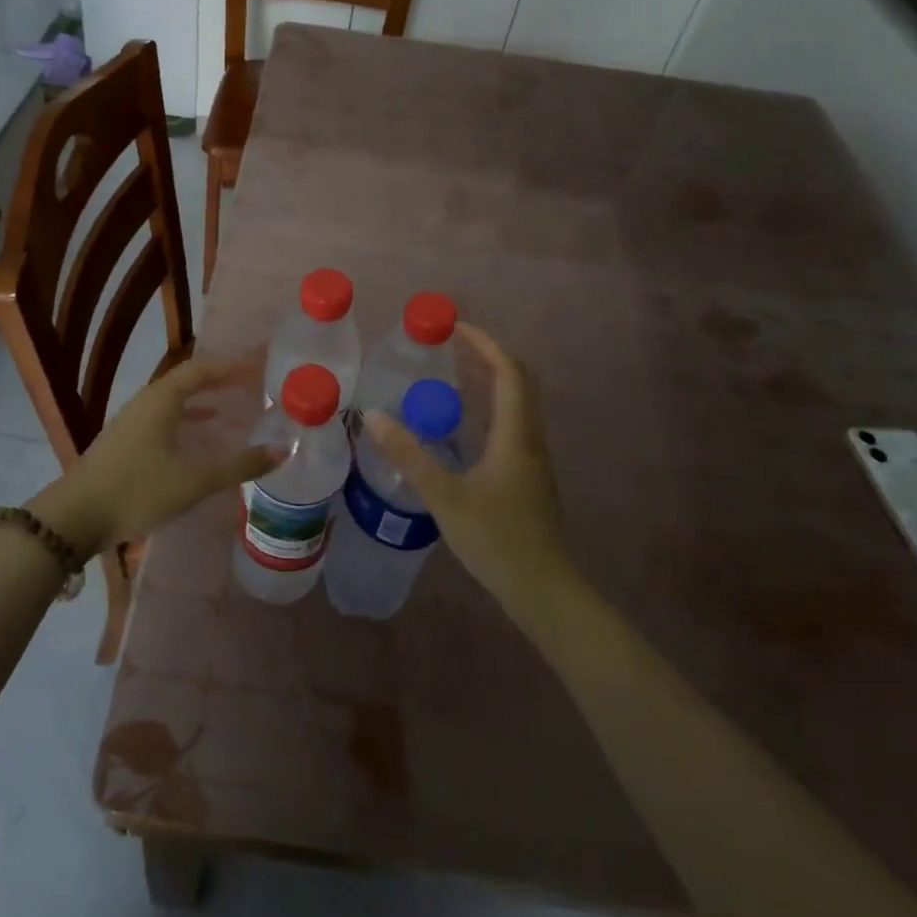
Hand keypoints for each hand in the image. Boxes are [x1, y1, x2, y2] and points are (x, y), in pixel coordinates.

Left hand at [36, 355, 279, 555]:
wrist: (75, 518)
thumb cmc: (138, 490)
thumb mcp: (194, 480)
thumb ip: (239, 465)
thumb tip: (282, 450)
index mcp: (161, 399)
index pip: (201, 369)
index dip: (230, 366)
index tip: (257, 366)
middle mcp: (145, 402)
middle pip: (186, 382)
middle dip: (218, 382)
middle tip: (249, 387)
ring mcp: (130, 422)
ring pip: (173, 402)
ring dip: (201, 403)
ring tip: (230, 411)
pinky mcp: (123, 443)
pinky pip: (162, 420)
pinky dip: (185, 422)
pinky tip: (196, 442)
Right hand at [365, 323, 574, 614]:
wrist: (544, 590)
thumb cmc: (497, 540)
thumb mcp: (445, 497)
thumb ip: (409, 456)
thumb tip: (373, 417)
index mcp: (516, 434)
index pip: (508, 372)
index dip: (485, 344)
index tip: (455, 327)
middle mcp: (529, 438)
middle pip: (519, 381)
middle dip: (488, 355)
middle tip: (451, 345)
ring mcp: (531, 458)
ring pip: (517, 403)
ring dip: (490, 380)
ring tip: (453, 373)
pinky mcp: (527, 476)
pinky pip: (511, 424)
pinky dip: (489, 407)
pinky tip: (461, 425)